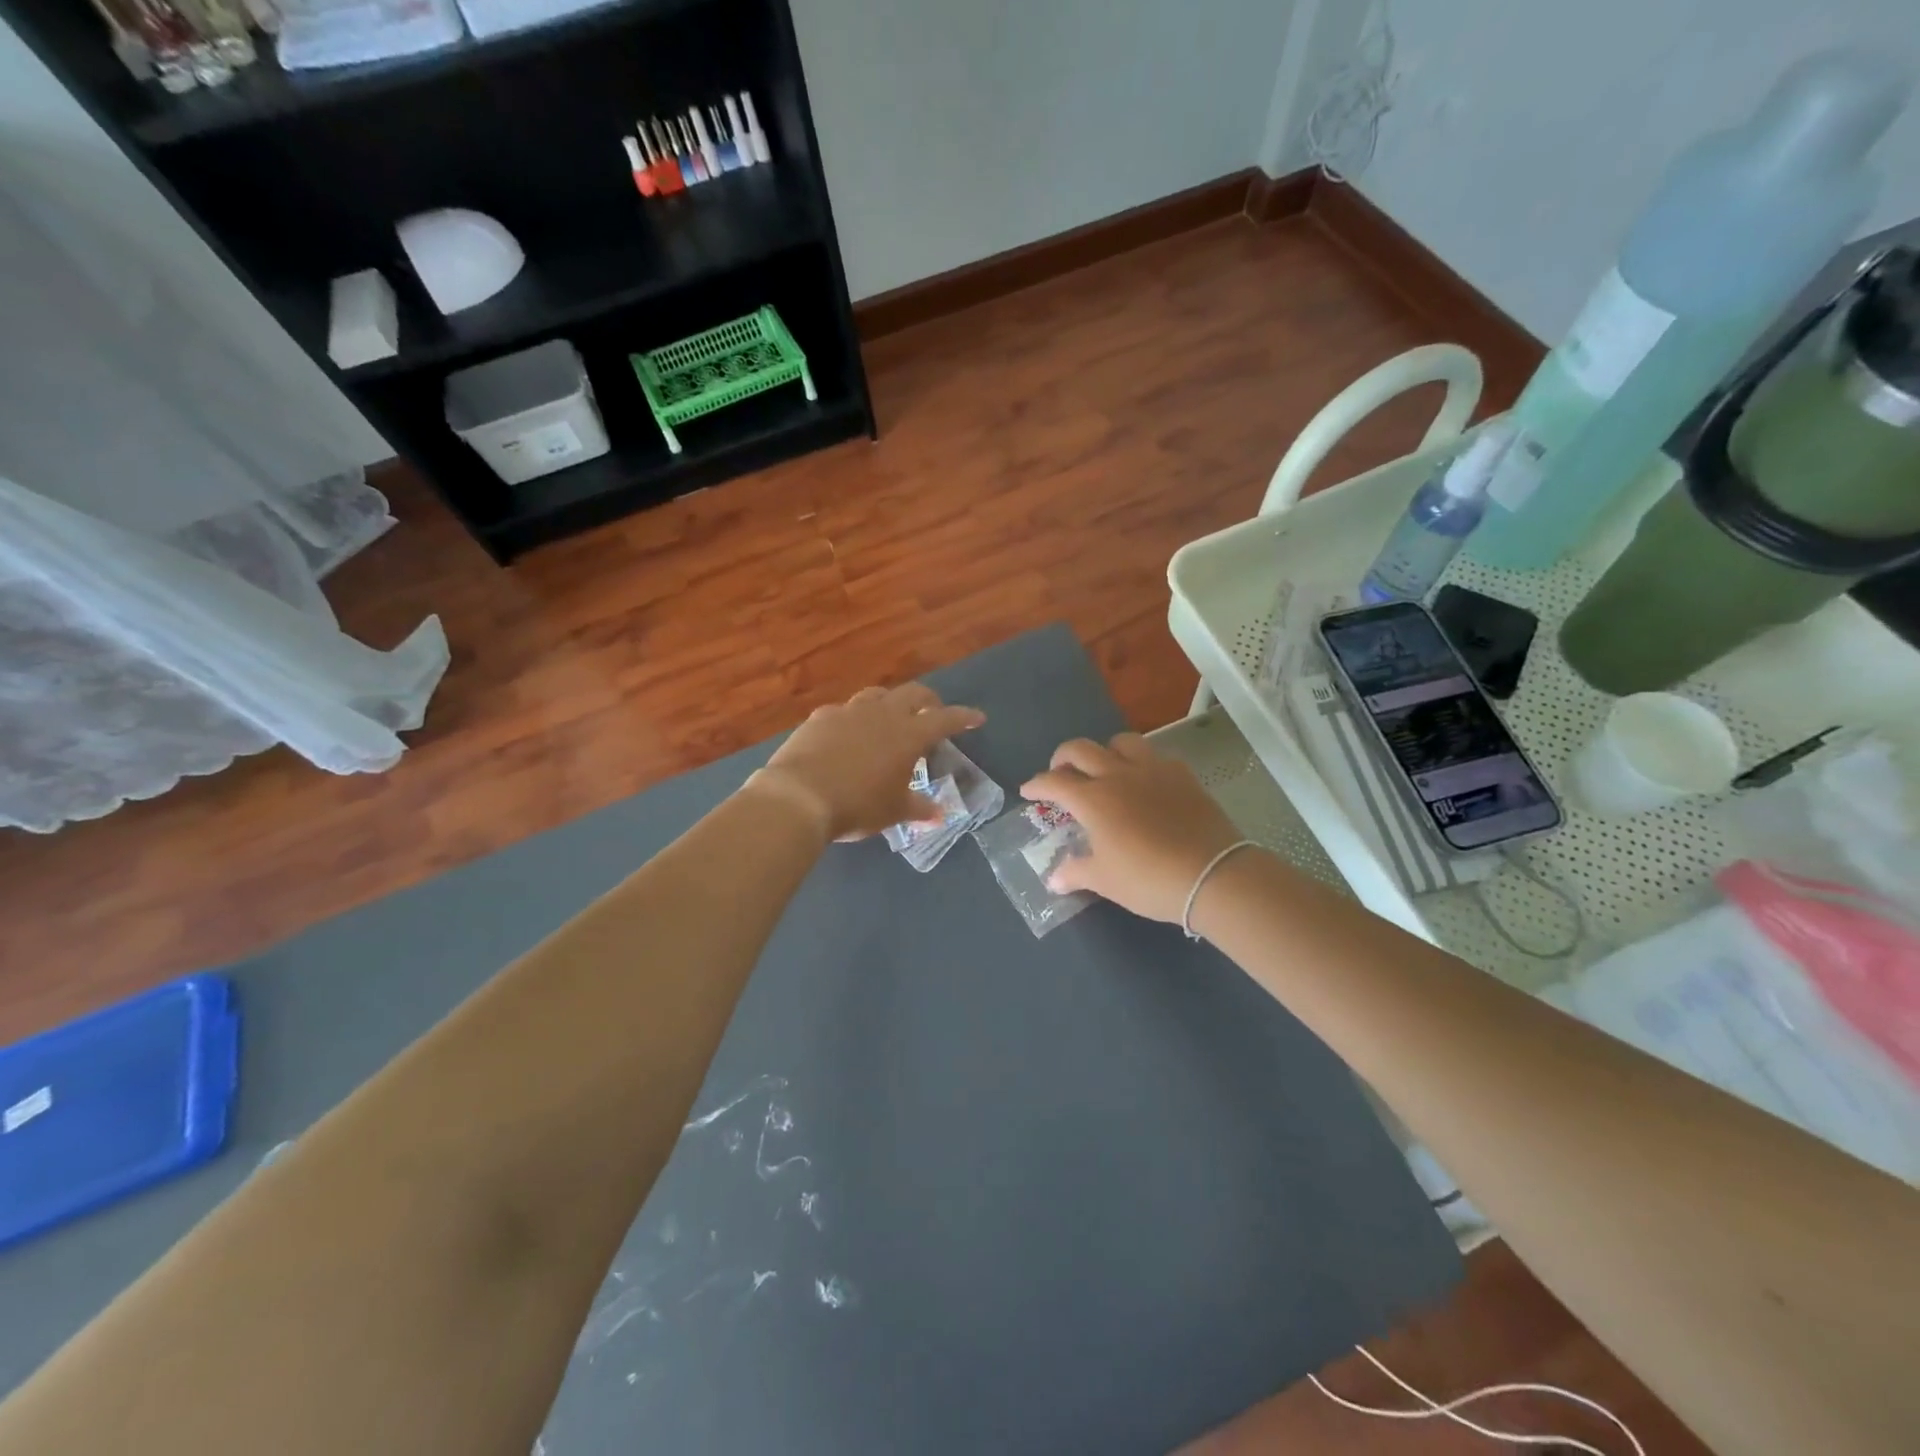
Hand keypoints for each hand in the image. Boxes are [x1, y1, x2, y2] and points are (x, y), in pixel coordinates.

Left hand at [747, 684, 985, 842]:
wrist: (799, 796)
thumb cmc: (858, 805)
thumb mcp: (893, 811)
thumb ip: (919, 808)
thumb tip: (939, 814)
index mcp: (909, 734)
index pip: (946, 719)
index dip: (964, 717)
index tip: (977, 717)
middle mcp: (883, 714)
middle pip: (913, 693)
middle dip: (928, 700)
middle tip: (933, 712)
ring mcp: (849, 711)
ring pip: (877, 695)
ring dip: (890, 703)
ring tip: (891, 718)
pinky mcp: (820, 718)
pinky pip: (844, 711)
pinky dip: (854, 719)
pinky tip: (848, 733)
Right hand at [1021, 733, 1246, 923]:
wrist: (1211, 874)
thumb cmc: (1148, 879)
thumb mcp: (1105, 880)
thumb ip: (1075, 872)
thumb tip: (1053, 879)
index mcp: (1093, 799)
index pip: (1054, 782)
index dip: (1036, 784)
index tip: (1028, 791)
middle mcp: (1117, 775)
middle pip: (1080, 749)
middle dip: (1063, 758)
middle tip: (1060, 773)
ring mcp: (1152, 770)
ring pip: (1120, 742)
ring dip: (1104, 751)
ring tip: (1104, 769)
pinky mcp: (1181, 774)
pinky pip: (1155, 756)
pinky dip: (1141, 763)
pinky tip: (1145, 782)